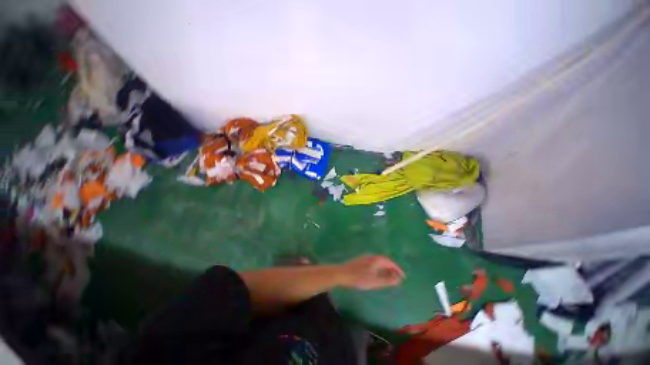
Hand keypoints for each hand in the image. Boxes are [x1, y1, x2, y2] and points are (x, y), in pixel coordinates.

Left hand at [339, 255, 404, 289]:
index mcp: (376, 260)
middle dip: (392, 268)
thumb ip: (388, 280)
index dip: (397, 269)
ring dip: (385, 268)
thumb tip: (399, 279)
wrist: (343, 274)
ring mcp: (366, 258)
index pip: (390, 262)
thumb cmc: (359, 278)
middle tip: (397, 277)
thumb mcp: (375, 281)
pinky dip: (379, 268)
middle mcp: (372, 256)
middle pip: (385, 261)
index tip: (403, 276)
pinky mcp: (361, 261)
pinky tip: (377, 274)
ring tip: (389, 277)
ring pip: (379, 262)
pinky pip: (374, 263)